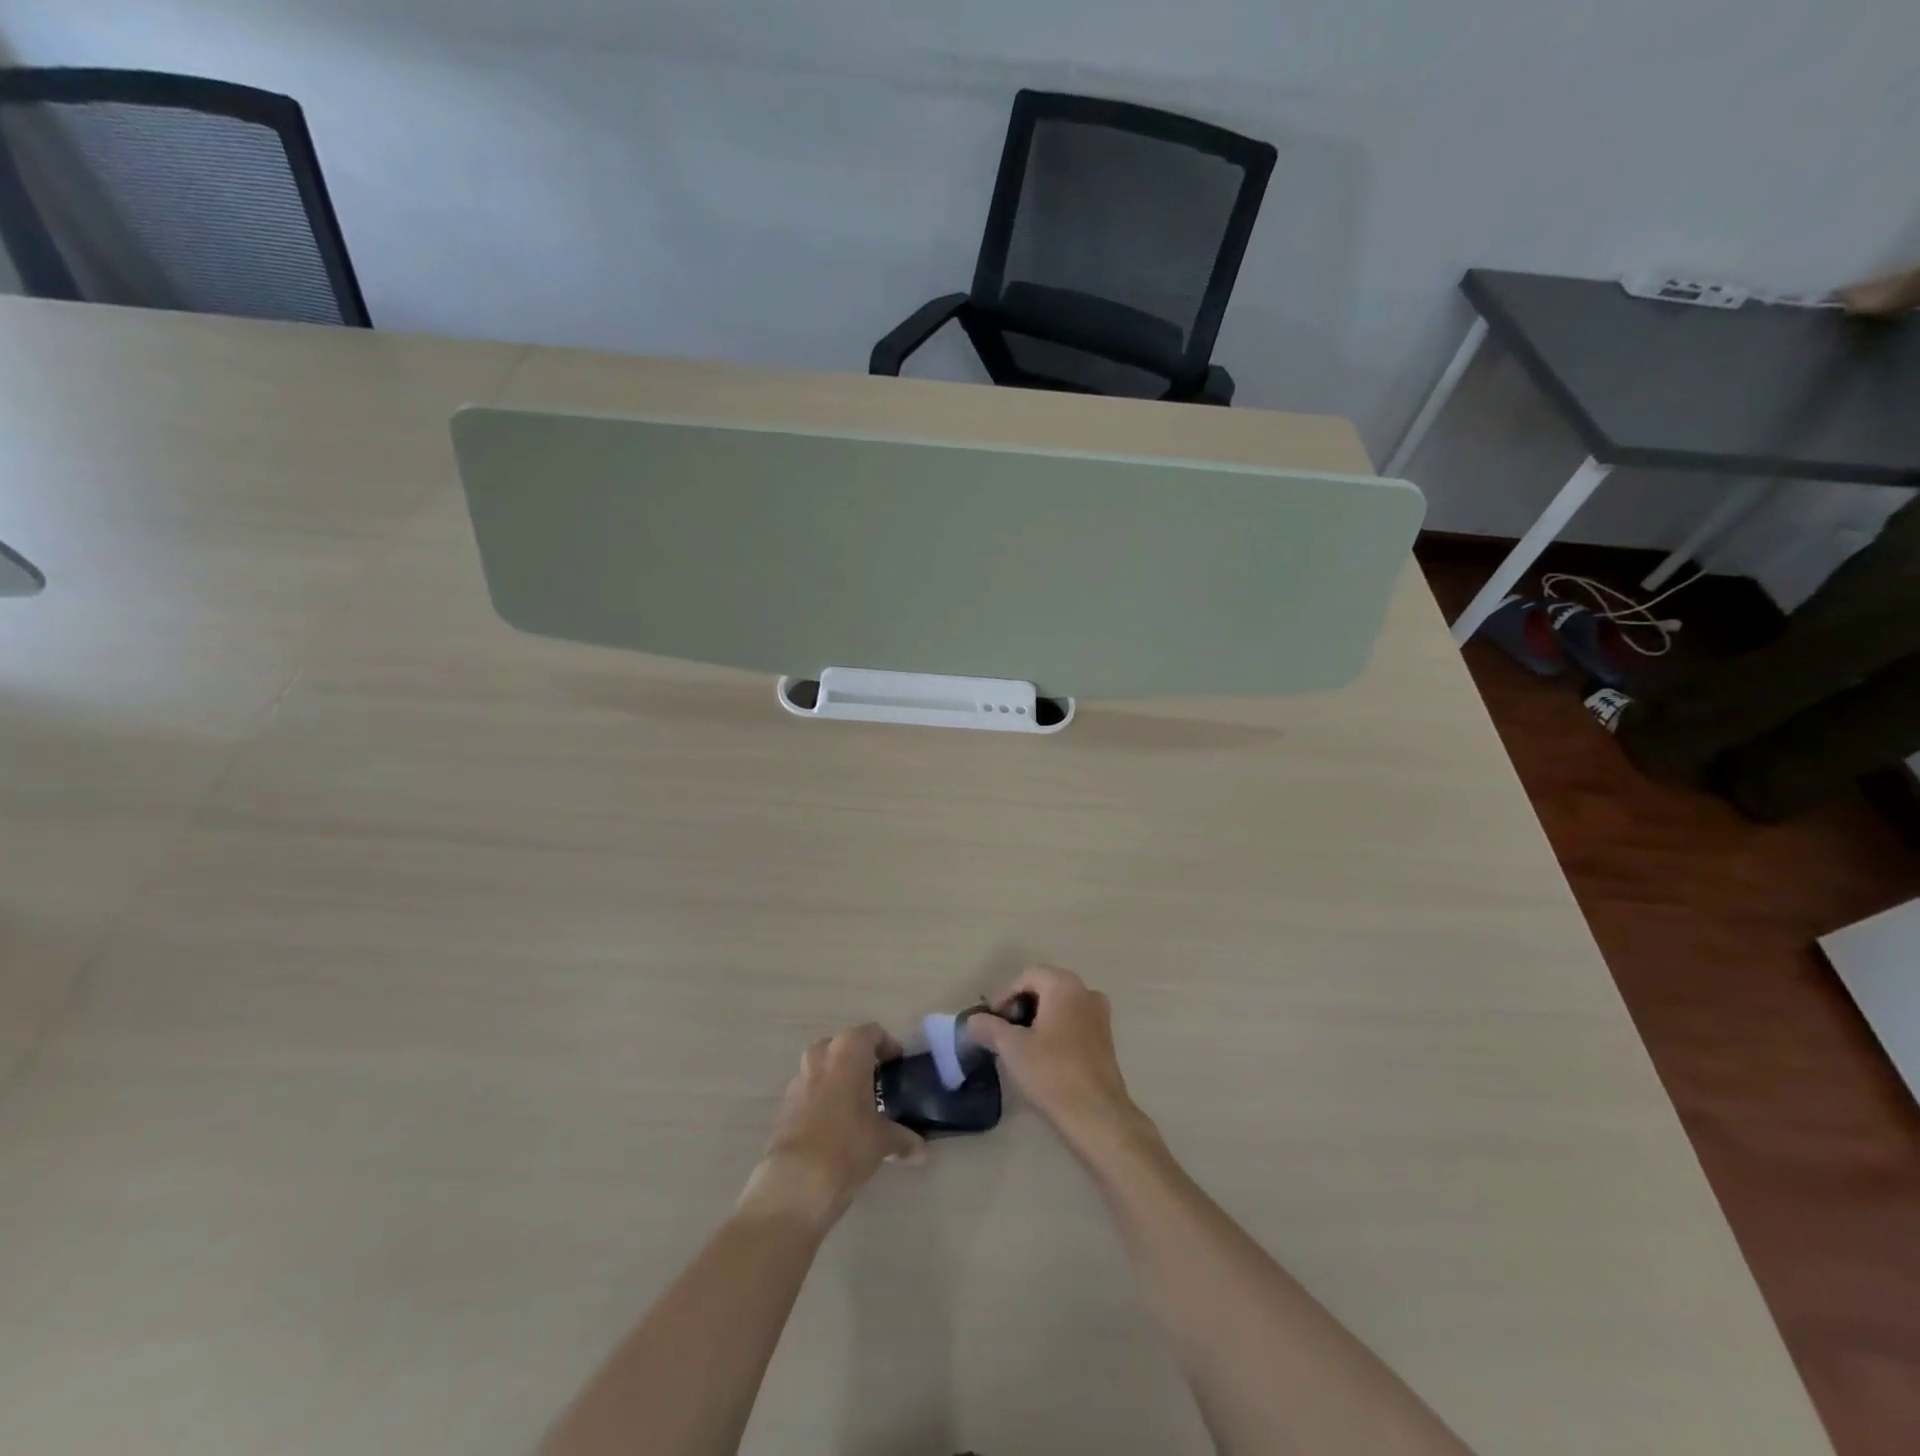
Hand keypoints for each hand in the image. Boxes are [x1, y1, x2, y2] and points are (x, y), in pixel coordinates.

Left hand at [738, 1023, 924, 1232]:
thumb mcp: (883, 1141)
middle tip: (875, 1082)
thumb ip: (903, 1139)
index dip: (887, 1044)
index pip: (871, 1032)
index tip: (897, 1063)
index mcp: (847, 1052)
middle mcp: (820, 1057)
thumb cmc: (848, 1145)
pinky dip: (821, 1099)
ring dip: (837, 1079)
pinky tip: (833, 1126)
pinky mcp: (784, 1106)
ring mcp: (798, 1080)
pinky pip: (808, 1092)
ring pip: (821, 1068)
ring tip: (854, 1105)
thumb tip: (921, 1152)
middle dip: (858, 1059)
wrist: (796, 1182)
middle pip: (842, 1046)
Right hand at [965, 966, 1151, 1161]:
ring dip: (1036, 1020)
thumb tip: (972, 1021)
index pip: (1026, 977)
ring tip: (1019, 1047)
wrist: (1097, 1116)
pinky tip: (1043, 1057)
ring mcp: (1100, 1015)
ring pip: (1059, 1006)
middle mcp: (1086, 991)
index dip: (1004, 997)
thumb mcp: (1012, 1048)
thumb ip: (988, 1027)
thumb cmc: (1052, 1073)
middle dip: (1020, 1008)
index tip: (991, 1023)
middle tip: (1002, 1034)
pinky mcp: (1105, 1039)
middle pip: (1044, 988)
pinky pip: (1073, 1022)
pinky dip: (1054, 1030)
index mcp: (1064, 985)